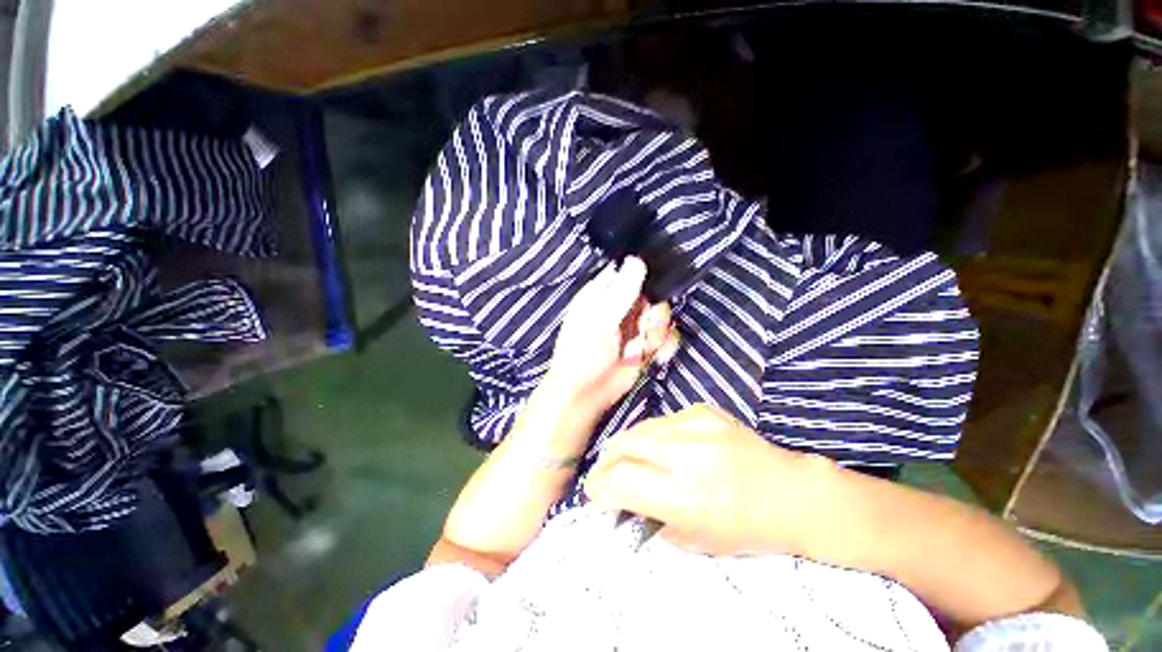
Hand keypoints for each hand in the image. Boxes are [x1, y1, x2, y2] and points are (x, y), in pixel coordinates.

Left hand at [542, 256, 674, 413]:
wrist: (585, 394)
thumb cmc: (582, 354)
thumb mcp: (600, 319)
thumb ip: (621, 291)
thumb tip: (636, 259)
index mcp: (602, 294)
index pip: (630, 272)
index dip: (645, 277)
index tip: (648, 292)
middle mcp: (620, 307)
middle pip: (652, 295)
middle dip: (653, 314)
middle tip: (642, 328)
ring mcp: (633, 327)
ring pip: (661, 316)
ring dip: (656, 334)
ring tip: (638, 349)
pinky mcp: (644, 345)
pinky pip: (665, 337)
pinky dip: (663, 347)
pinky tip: (653, 358)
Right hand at [584, 404, 829, 555]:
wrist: (792, 493)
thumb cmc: (746, 528)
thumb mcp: (695, 540)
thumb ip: (651, 517)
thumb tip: (620, 499)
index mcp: (685, 496)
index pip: (620, 479)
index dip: (599, 486)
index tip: (595, 493)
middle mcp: (687, 455)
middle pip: (624, 446)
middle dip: (606, 462)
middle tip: (603, 474)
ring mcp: (696, 426)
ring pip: (640, 428)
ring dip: (625, 446)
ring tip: (625, 459)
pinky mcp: (703, 411)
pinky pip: (663, 421)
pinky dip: (653, 435)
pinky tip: (662, 446)